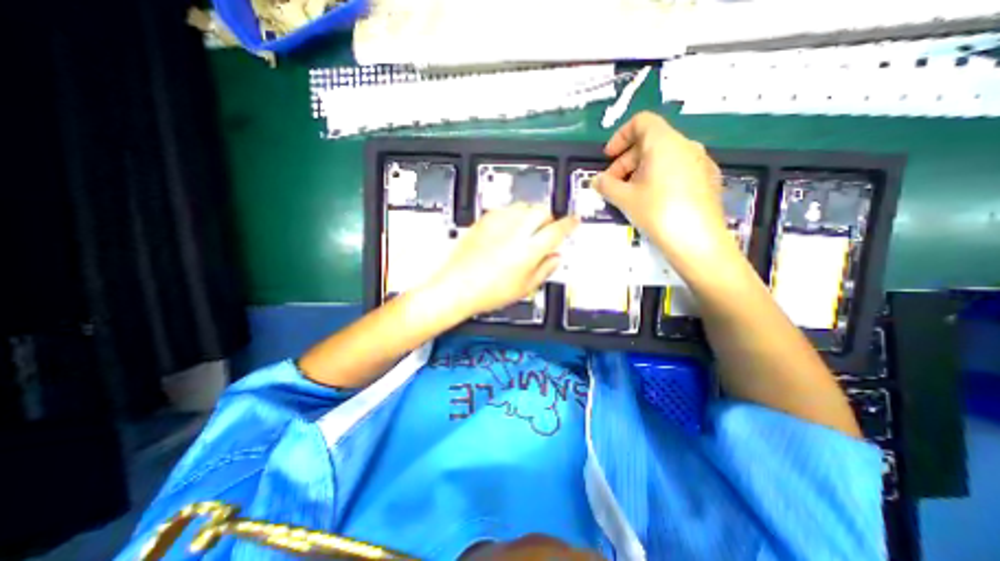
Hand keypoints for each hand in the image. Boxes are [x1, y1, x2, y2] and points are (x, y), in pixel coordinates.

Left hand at [422, 204, 577, 319]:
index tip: (574, 221)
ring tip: (526, 231)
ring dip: (530, 215)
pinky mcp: (484, 220)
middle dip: (548, 218)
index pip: (557, 230)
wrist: (456, 286)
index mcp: (528, 250)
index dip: (569, 224)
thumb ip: (545, 269)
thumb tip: (556, 257)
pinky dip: (512, 216)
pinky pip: (505, 209)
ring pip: (523, 206)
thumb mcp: (524, 288)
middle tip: (545, 231)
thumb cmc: (488, 292)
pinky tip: (508, 230)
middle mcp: (515, 232)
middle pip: (541, 210)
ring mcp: (497, 224)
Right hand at [593, 112, 728, 261]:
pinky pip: (677, 169)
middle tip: (612, 184)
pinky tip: (652, 200)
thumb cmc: (658, 212)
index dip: (619, 136)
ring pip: (663, 156)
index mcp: (665, 142)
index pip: (641, 122)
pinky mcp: (707, 179)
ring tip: (629, 194)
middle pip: (650, 141)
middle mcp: (686, 145)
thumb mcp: (625, 198)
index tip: (608, 158)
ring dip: (640, 170)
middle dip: (625, 160)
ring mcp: (700, 162)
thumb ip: (606, 185)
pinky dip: (658, 177)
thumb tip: (596, 180)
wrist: (698, 241)